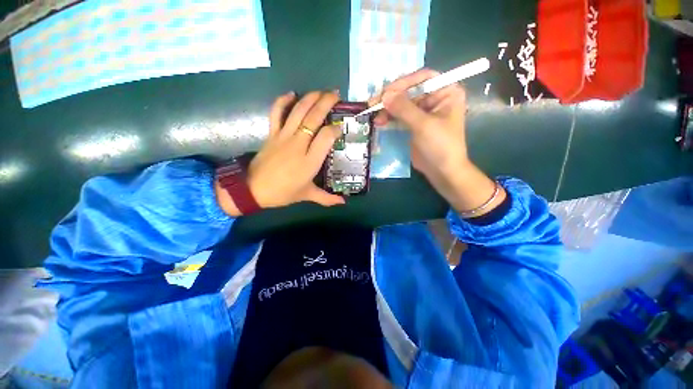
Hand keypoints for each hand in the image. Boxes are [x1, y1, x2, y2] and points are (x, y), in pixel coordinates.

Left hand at [215, 91, 344, 216]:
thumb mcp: (307, 196)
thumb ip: (327, 198)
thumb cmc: (283, 193)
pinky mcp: (272, 134)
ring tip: (321, 91)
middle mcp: (299, 144)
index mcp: (310, 161)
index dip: (336, 128)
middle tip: (336, 95)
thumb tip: (343, 203)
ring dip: (310, 98)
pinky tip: (292, 93)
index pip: (326, 136)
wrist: (253, 190)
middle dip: (326, 103)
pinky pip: (276, 113)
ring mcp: (284, 137)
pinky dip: (283, 101)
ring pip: (298, 111)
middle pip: (314, 118)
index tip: (341, 127)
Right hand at [372, 69, 505, 214]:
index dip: (403, 83)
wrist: (442, 171)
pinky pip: (400, 115)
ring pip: (402, 103)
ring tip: (375, 116)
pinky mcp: (414, 124)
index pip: (423, 78)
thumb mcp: (423, 125)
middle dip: (392, 97)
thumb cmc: (440, 146)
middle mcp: (435, 98)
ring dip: (388, 108)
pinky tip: (380, 121)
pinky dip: (389, 117)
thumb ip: (404, 108)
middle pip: (410, 90)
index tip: (386, 93)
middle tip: (374, 104)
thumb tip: (385, 95)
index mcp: (446, 91)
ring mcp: (424, 111)